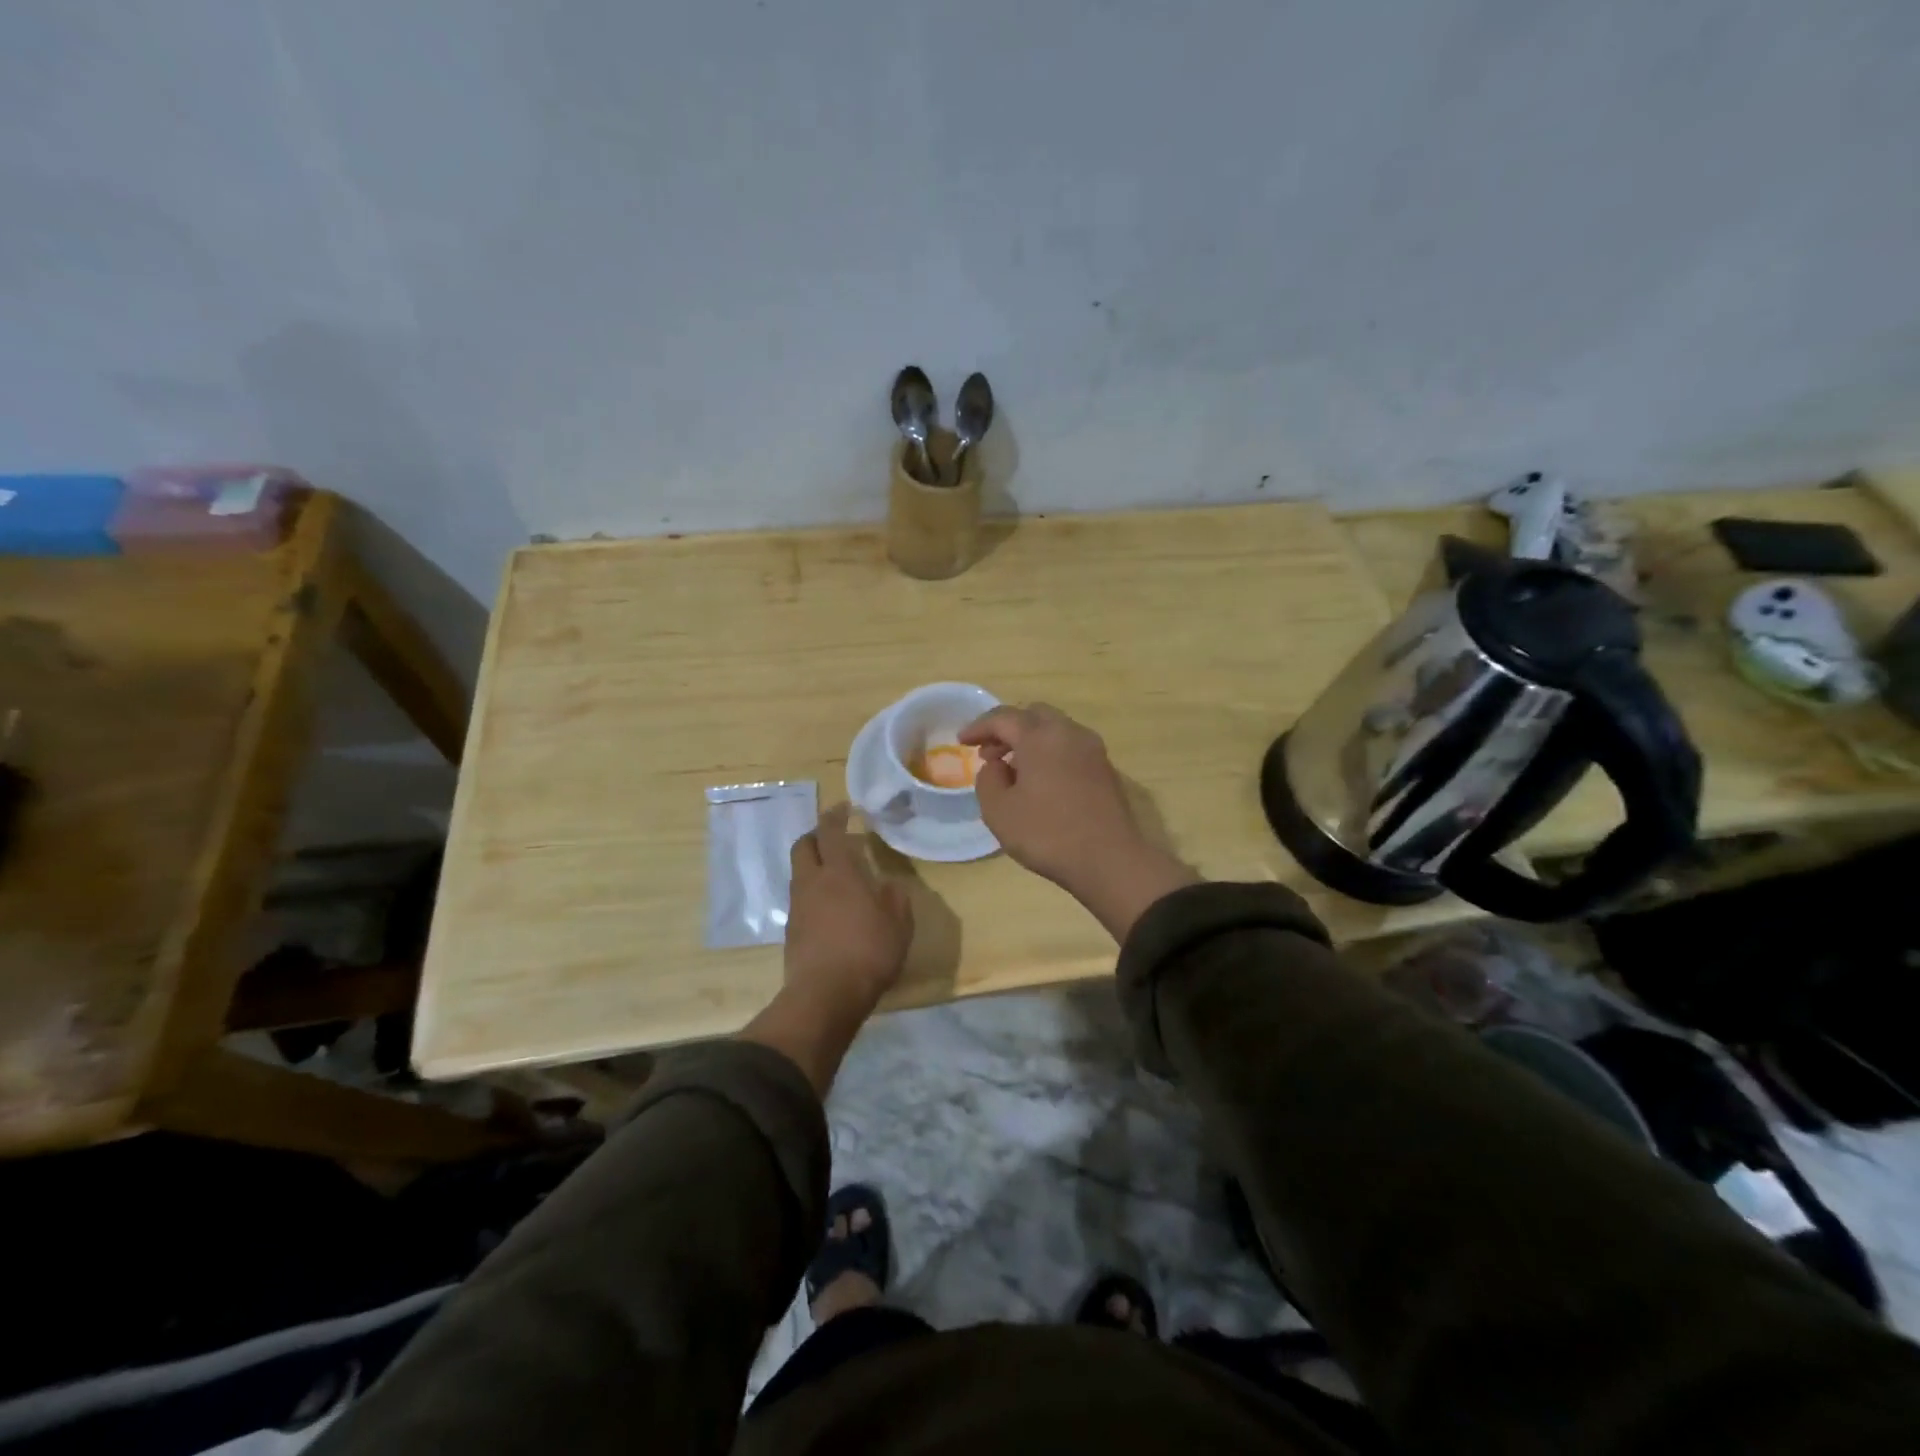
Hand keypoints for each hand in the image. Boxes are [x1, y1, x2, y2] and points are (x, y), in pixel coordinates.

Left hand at [783, 804, 912, 1017]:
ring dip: (813, 865)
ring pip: (799, 873)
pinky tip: (829, 908)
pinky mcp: (791, 931)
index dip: (835, 815)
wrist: (825, 995)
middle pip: (803, 846)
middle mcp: (812, 882)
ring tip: (835, 875)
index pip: (830, 832)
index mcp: (839, 873)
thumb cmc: (868, 952)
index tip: (843, 807)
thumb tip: (889, 885)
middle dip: (816, 836)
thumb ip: (895, 899)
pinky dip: (812, 893)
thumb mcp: (899, 924)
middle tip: (833, 837)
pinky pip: (800, 899)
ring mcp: (797, 907)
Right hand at [960, 704, 1196, 938]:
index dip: (979, 727)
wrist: (1110, 860)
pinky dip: (1050, 753)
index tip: (961, 741)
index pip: (1003, 718)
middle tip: (989, 752)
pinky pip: (1070, 748)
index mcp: (1040, 736)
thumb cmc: (1047, 833)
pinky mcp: (1106, 769)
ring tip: (1013, 769)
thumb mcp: (998, 811)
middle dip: (1007, 729)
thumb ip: (988, 780)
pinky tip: (1040, 781)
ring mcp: (1092, 750)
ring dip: (1030, 741)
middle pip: (1033, 715)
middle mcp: (1069, 733)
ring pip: (1055, 730)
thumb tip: (997, 765)